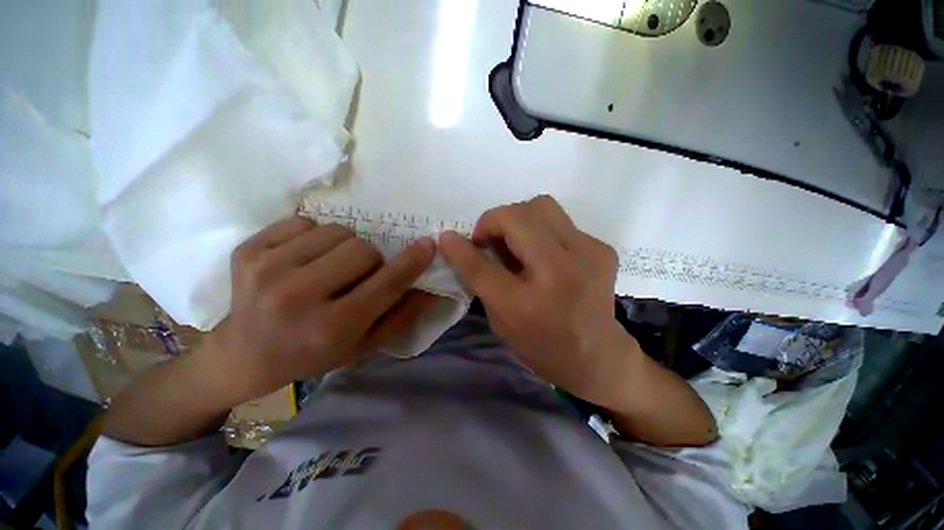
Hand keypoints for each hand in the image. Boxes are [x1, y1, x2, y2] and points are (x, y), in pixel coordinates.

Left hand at [202, 216, 436, 404]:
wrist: (244, 354)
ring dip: (343, 247)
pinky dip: (313, 237)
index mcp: (332, 327)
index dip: (411, 262)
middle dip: (370, 260)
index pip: (385, 285)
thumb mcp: (365, 345)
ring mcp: (267, 270)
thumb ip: (402, 315)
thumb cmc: (314, 353)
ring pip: (336, 231)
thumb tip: (431, 288)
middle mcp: (297, 298)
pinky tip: (303, 259)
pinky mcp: (247, 251)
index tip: (428, 245)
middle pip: (362, 249)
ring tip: (328, 268)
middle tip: (357, 276)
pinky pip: (304, 222)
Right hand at [439, 196, 635, 402]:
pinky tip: (543, 253)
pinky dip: (542, 230)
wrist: (597, 355)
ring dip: (518, 218)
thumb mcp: (500, 320)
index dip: (460, 247)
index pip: (482, 265)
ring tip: (516, 241)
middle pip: (517, 216)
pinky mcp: (602, 248)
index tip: (448, 237)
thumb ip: (480, 280)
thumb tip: (458, 243)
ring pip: (542, 206)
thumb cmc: (541, 345)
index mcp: (528, 305)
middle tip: (490, 241)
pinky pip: (561, 221)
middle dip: (494, 221)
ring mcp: (589, 255)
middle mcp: (561, 272)